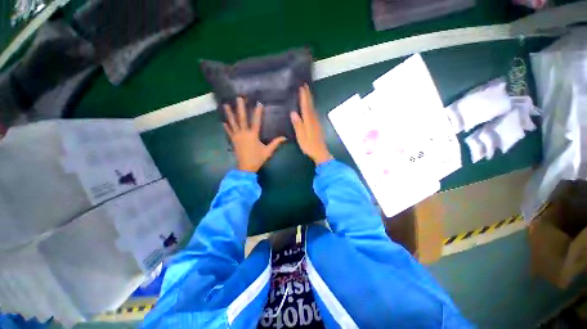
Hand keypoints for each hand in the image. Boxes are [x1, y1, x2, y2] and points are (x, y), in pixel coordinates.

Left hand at [224, 98, 286, 172]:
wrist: (246, 167)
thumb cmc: (258, 158)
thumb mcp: (268, 151)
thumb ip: (276, 143)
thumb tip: (285, 137)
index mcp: (253, 135)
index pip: (256, 121)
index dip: (258, 112)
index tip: (258, 103)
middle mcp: (244, 133)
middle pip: (242, 118)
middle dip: (240, 107)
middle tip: (238, 97)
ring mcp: (237, 136)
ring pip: (233, 123)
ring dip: (230, 114)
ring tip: (226, 105)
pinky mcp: (233, 141)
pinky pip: (229, 132)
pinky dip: (226, 127)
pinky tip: (223, 122)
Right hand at [290, 85, 332, 164]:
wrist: (320, 152)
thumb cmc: (309, 145)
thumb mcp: (301, 136)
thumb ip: (298, 125)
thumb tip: (293, 112)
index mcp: (308, 121)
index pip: (306, 106)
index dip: (304, 97)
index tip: (302, 87)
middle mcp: (313, 119)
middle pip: (311, 105)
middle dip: (308, 95)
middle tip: (305, 85)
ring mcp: (316, 122)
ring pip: (313, 108)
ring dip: (310, 100)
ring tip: (307, 93)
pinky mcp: (317, 126)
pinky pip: (314, 112)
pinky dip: (311, 107)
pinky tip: (310, 107)